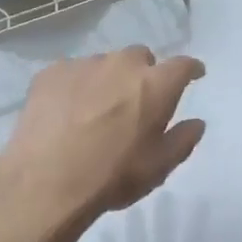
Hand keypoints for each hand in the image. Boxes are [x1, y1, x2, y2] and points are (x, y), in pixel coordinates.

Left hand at [0, 47, 206, 225]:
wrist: (44, 182)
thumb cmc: (111, 177)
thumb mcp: (158, 168)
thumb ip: (183, 140)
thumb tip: (197, 123)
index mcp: (155, 84)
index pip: (183, 65)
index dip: (190, 70)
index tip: (194, 75)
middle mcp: (123, 64)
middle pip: (140, 58)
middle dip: (143, 74)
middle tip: (134, 102)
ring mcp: (85, 64)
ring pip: (105, 64)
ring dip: (107, 80)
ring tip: (95, 110)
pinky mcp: (52, 72)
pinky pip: (72, 72)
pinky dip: (75, 86)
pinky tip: (65, 112)